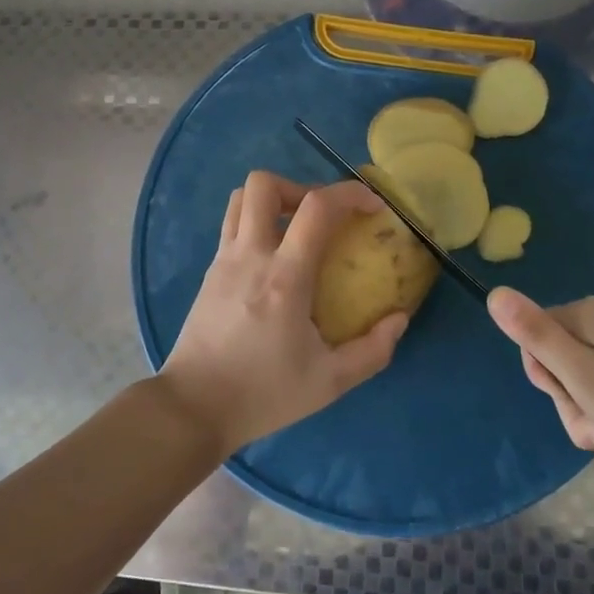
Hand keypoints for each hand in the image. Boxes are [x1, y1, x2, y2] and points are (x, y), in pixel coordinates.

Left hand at [157, 172, 409, 456]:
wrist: (194, 408)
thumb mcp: (329, 383)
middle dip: (301, 187)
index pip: (317, 207)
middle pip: (264, 184)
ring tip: (297, 229)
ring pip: (240, 198)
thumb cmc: (263, 394)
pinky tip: (274, 257)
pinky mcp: (209, 271)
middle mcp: (250, 256)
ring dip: (273, 199)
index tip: (373, 206)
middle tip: (323, 217)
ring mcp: (224, 260)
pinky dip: (256, 222)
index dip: (349, 194)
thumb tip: (399, 318)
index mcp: (284, 277)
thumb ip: (372, 351)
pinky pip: (232, 224)